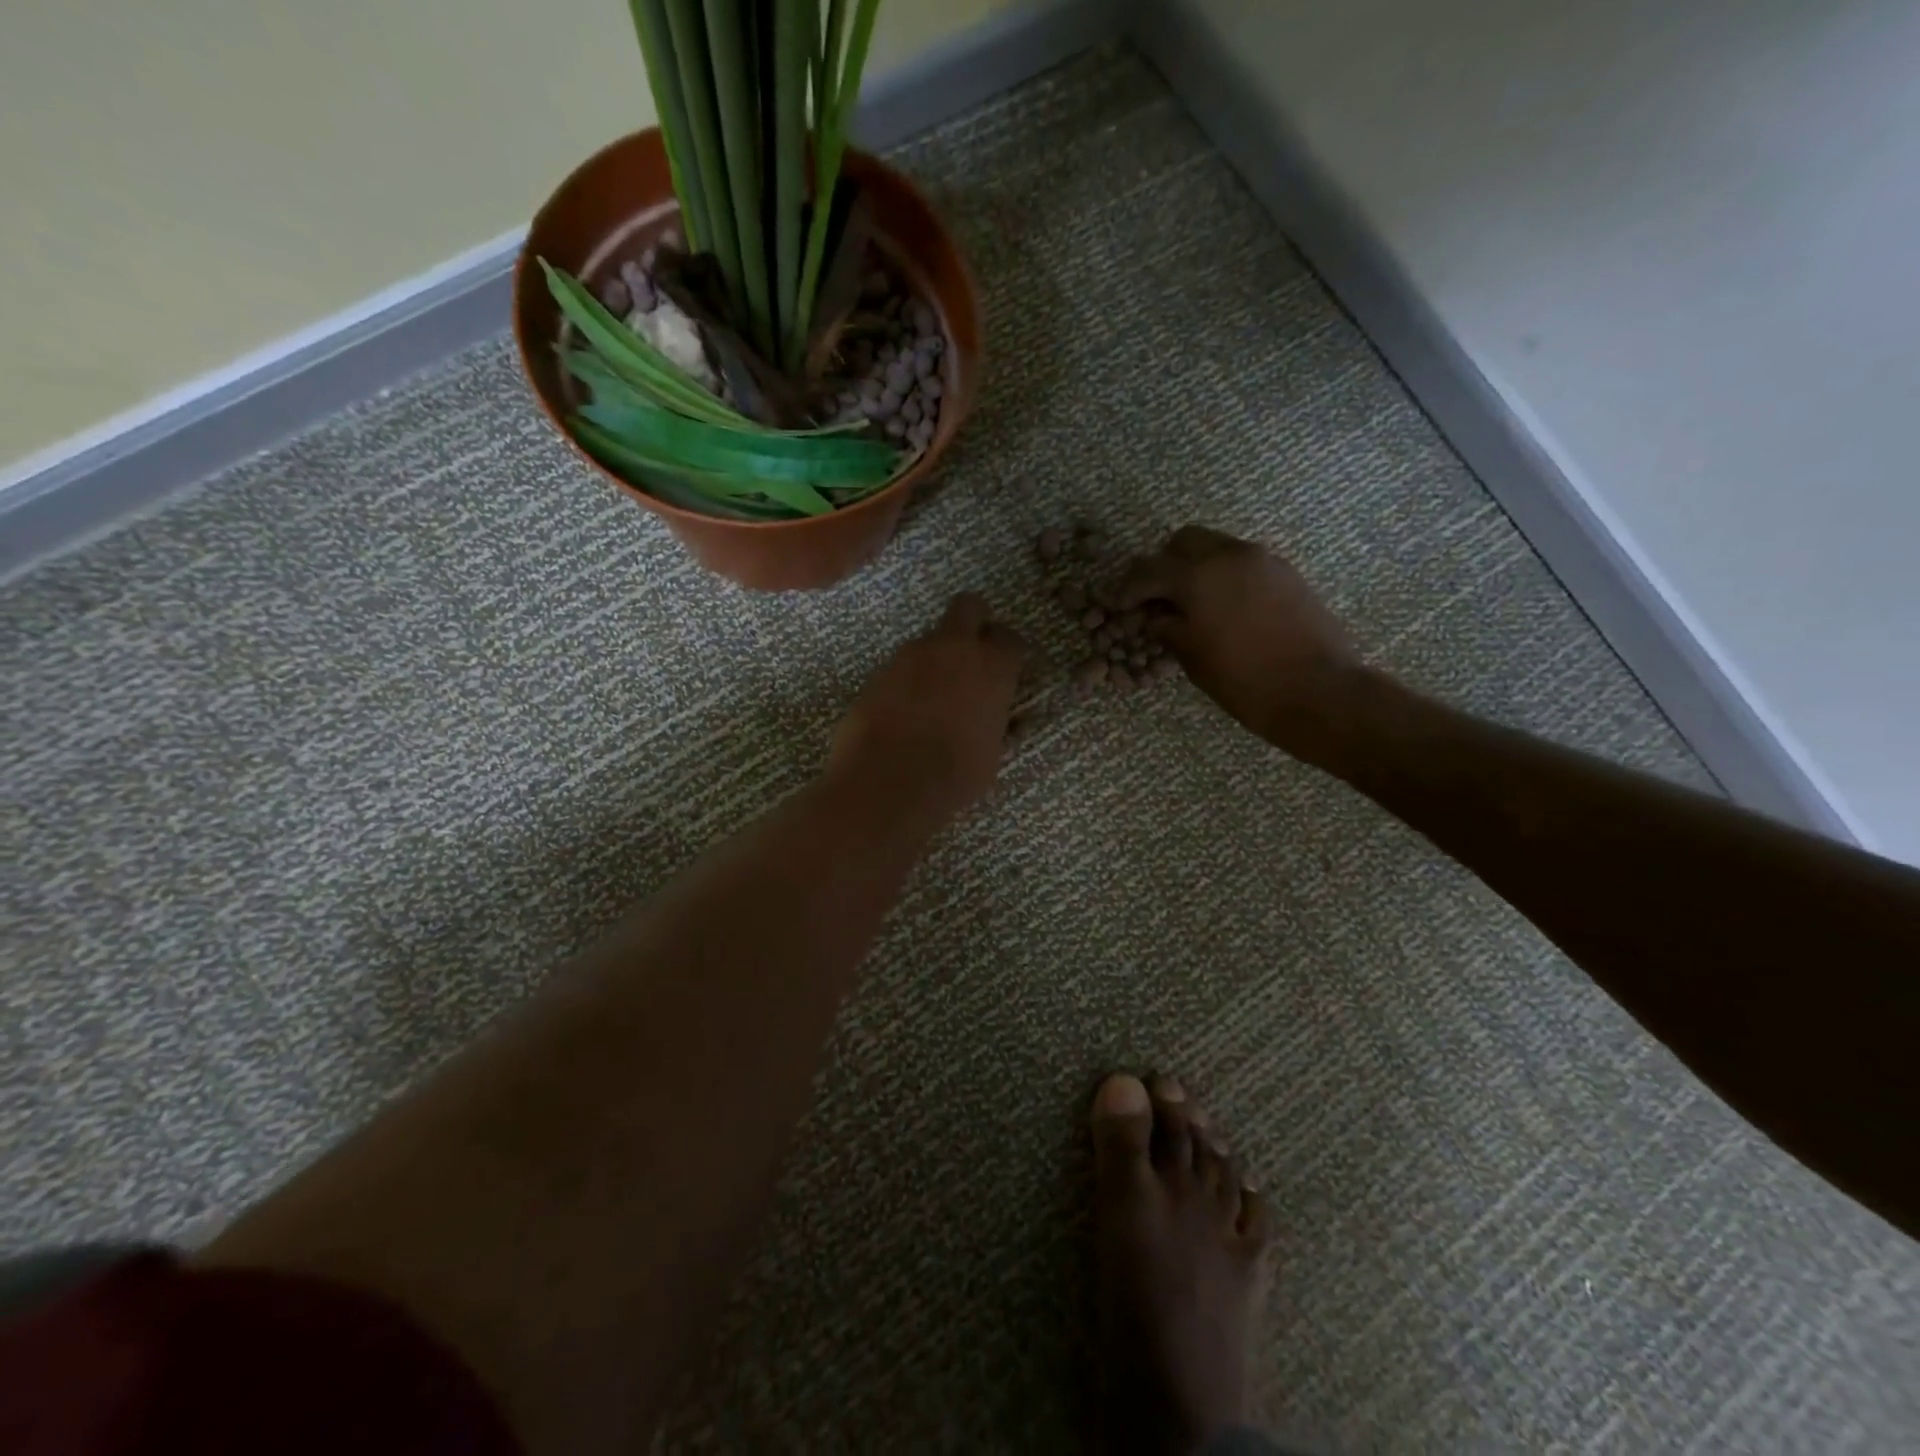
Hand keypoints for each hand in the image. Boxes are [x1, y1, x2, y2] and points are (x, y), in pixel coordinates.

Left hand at [829, 593, 1025, 824]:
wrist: (887, 783)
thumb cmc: (954, 775)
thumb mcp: (992, 754)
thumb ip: (1001, 726)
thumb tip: (1012, 722)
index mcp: (991, 667)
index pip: (1010, 638)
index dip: (1008, 653)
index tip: (1006, 672)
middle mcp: (952, 648)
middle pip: (968, 607)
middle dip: (974, 622)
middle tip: (972, 654)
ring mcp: (910, 655)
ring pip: (930, 640)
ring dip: (936, 658)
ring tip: (933, 699)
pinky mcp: (878, 671)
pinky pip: (901, 666)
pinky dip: (907, 680)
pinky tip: (905, 712)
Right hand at [1116, 526, 1362, 753]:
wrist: (1317, 690)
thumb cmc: (1244, 679)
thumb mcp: (1191, 656)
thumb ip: (1166, 627)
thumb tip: (1153, 616)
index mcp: (1198, 574)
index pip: (1149, 569)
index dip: (1128, 589)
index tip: (1121, 609)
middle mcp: (1230, 554)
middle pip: (1183, 543)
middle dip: (1164, 567)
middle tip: (1157, 601)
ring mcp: (1263, 560)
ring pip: (1216, 548)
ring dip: (1196, 569)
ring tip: (1191, 606)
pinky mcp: (1286, 573)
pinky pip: (1243, 563)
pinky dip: (1224, 577)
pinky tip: (1224, 610)